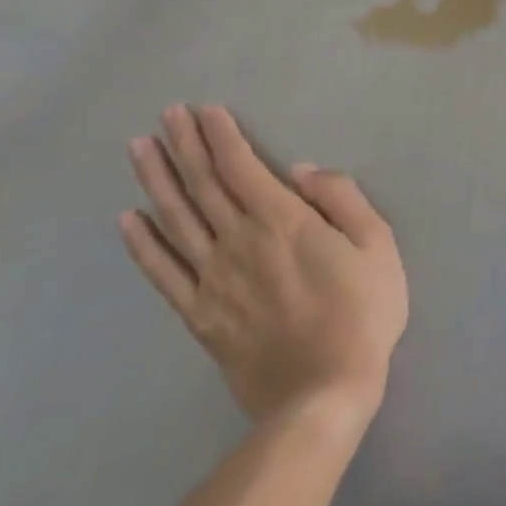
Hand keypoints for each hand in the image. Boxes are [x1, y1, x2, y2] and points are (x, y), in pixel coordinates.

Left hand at [122, 104, 408, 424]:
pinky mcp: (200, 316)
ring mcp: (213, 280)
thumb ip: (342, 199)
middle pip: (204, 185)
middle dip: (185, 145)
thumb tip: (302, 171)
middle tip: (166, 114)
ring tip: (139, 148)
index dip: (222, 136)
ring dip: (157, 180)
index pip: (242, 167)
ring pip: (177, 219)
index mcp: (282, 221)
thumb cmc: (362, 313)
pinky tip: (128, 219)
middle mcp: (238, 242)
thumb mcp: (376, 244)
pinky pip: (163, 273)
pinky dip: (143, 243)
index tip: (204, 110)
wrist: (323, 394)